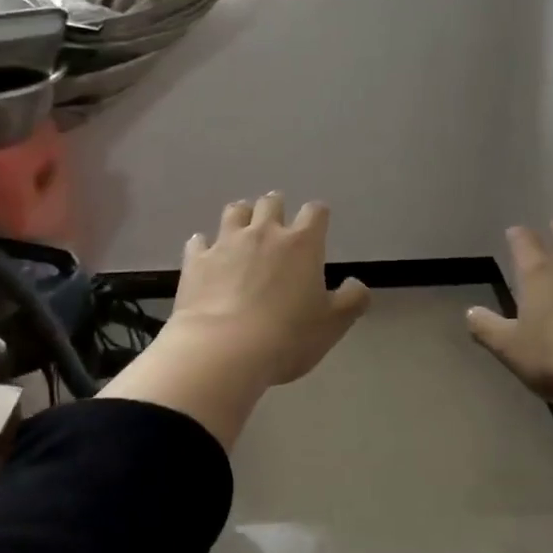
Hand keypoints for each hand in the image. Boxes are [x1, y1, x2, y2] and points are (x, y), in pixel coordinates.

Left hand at [100, 194, 369, 448]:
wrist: (223, 349)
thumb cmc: (287, 336)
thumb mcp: (333, 324)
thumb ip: (352, 300)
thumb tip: (356, 285)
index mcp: (302, 243)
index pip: (315, 212)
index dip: (318, 215)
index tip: (318, 225)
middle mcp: (264, 233)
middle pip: (271, 202)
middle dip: (276, 207)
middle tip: (277, 221)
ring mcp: (226, 243)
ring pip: (234, 212)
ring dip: (241, 216)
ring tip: (243, 227)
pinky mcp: (197, 261)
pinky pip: (198, 241)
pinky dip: (204, 245)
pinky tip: (205, 253)